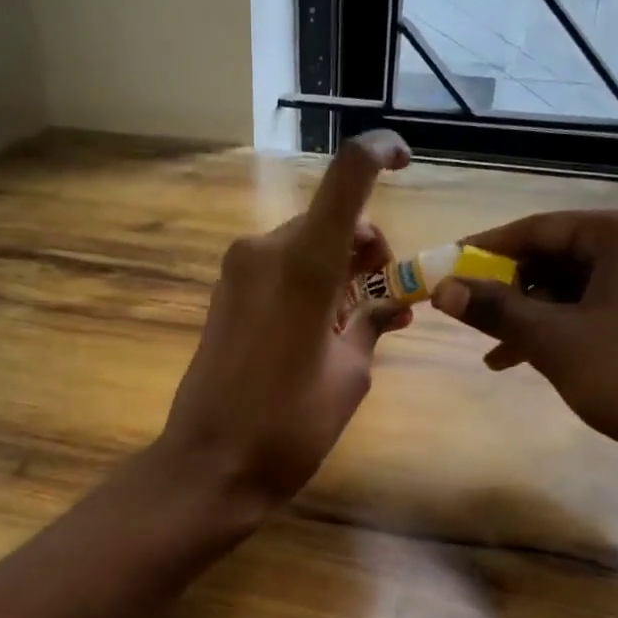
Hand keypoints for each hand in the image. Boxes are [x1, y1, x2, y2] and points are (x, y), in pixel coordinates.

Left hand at [157, 131, 412, 509]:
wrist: (210, 464)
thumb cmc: (290, 424)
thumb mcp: (350, 375)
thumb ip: (373, 324)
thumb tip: (390, 304)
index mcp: (304, 261)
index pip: (348, 174)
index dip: (381, 152)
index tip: (407, 162)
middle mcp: (266, 249)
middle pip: (331, 218)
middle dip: (369, 249)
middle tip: (392, 301)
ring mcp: (239, 270)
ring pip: (307, 244)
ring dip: (342, 268)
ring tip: (365, 323)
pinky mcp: (225, 293)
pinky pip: (281, 268)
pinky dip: (312, 282)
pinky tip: (327, 326)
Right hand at [431, 209, 617, 519]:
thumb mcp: (552, 340)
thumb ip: (494, 309)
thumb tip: (442, 288)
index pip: (540, 228)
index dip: (487, 248)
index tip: (447, 265)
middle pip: (557, 256)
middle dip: (509, 288)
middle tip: (469, 311)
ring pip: (574, 287)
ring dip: (530, 315)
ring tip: (491, 347)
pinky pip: (595, 308)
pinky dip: (559, 328)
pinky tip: (522, 358)